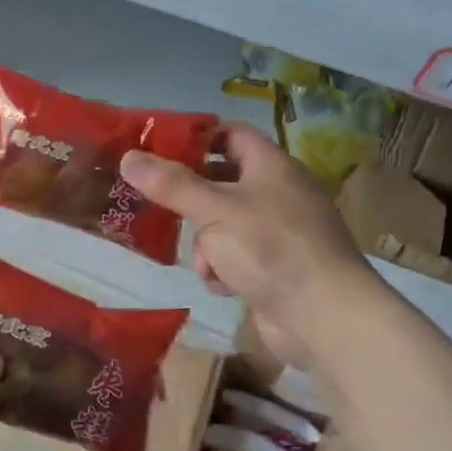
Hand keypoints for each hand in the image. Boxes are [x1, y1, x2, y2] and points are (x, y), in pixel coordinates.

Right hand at [119, 122, 377, 368]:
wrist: (323, 316)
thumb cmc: (270, 248)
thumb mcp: (214, 210)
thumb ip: (171, 184)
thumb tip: (128, 157)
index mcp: (271, 166)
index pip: (230, 134)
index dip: (196, 137)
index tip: (156, 147)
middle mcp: (277, 193)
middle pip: (220, 181)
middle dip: (190, 199)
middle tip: (155, 202)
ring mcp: (277, 232)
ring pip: (221, 224)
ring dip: (205, 243)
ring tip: (206, 261)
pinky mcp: (274, 266)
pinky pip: (234, 255)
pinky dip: (222, 267)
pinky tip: (223, 284)